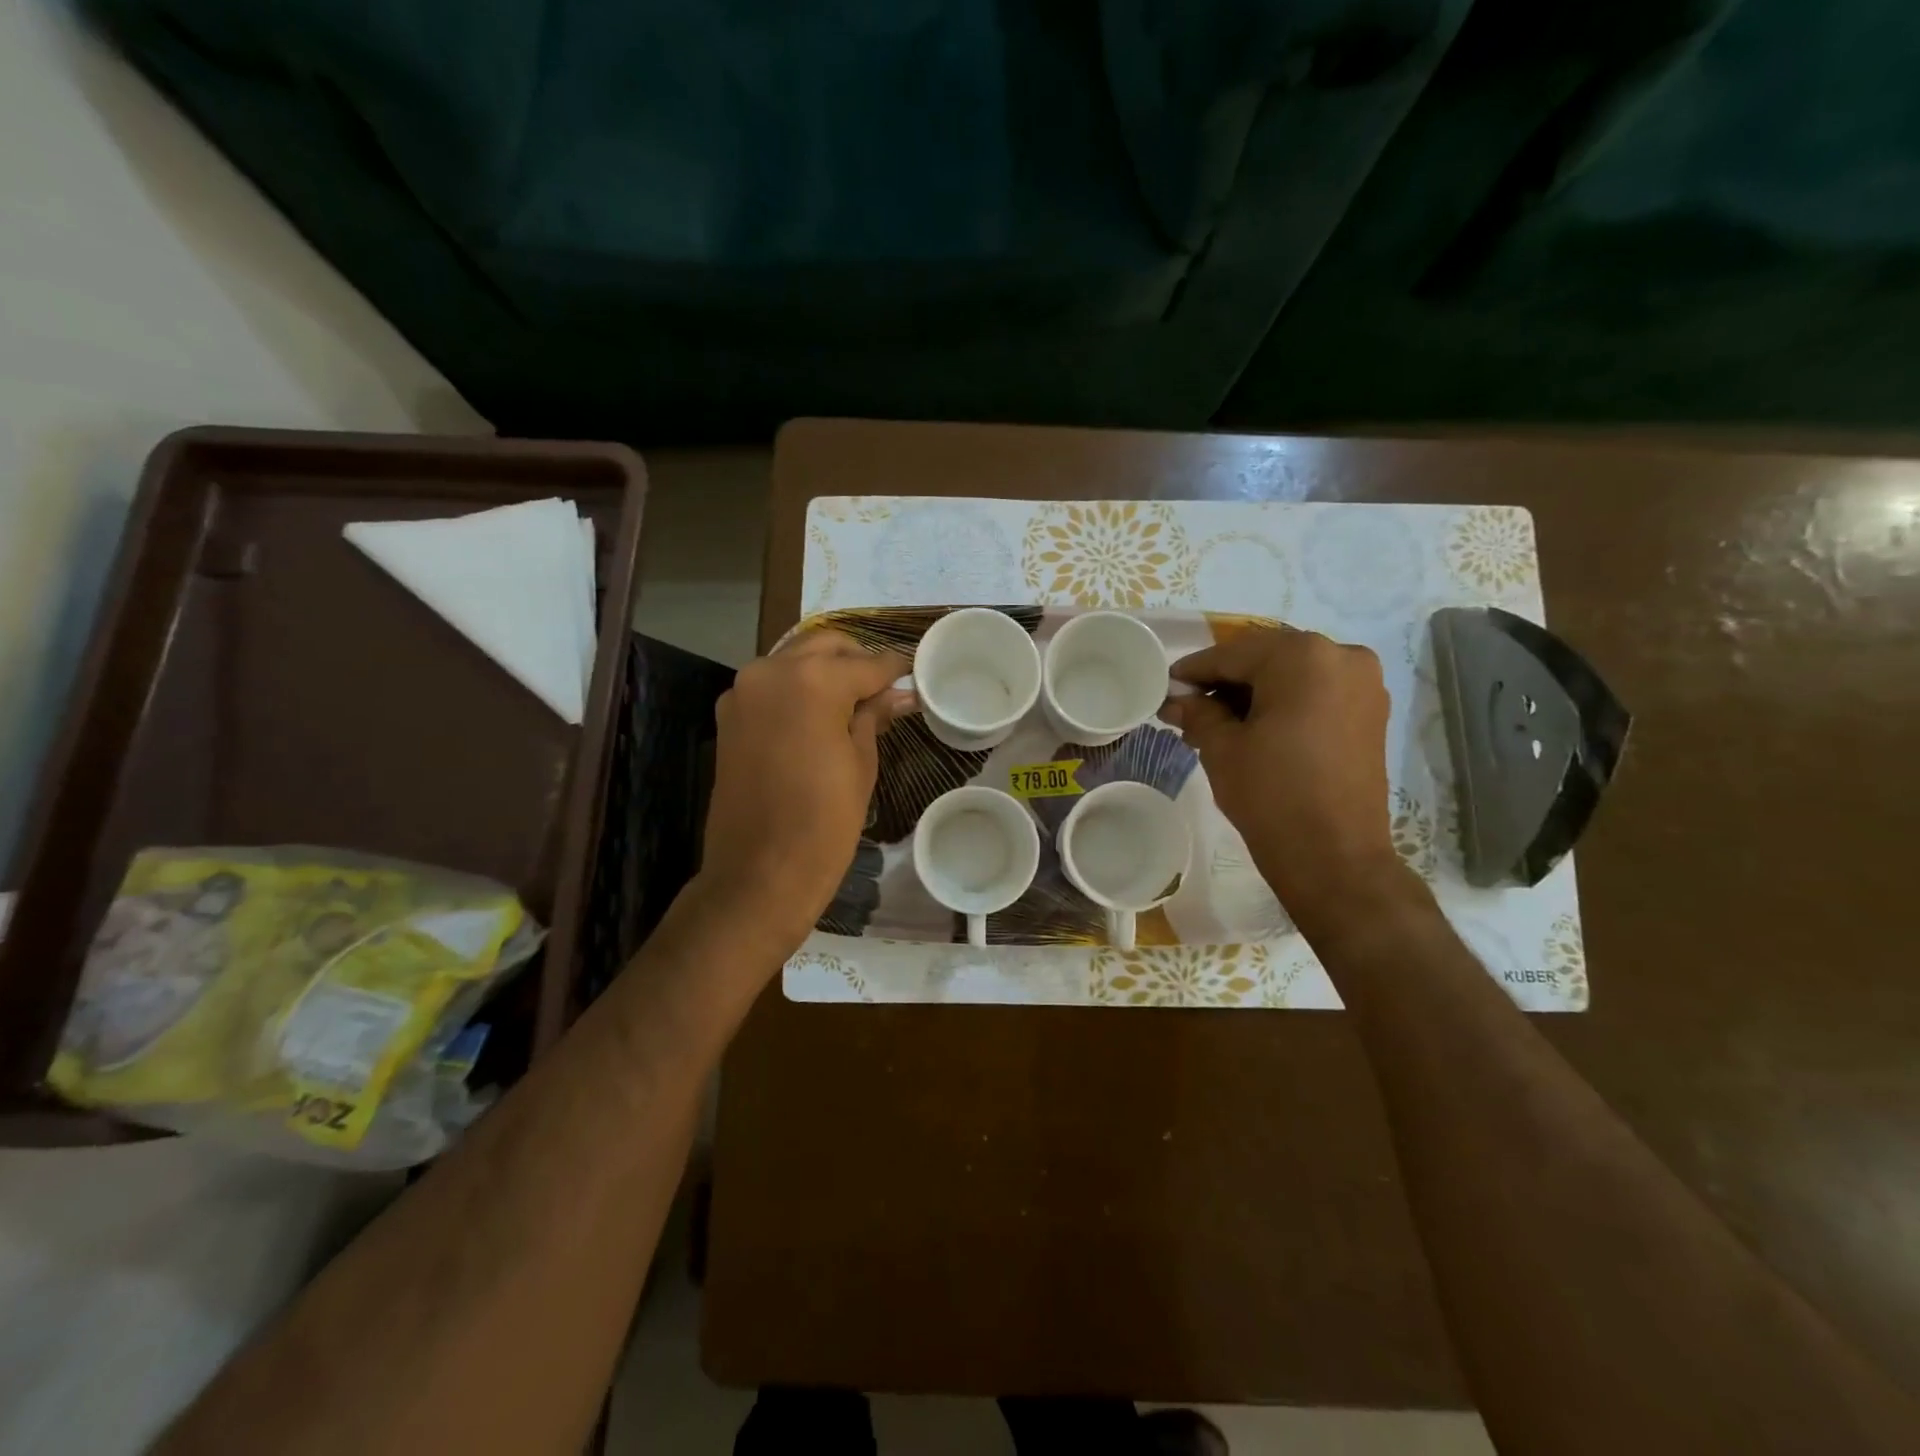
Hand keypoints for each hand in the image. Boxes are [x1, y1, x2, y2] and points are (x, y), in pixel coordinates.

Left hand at [696, 631, 910, 957]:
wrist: (759, 873)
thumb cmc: (824, 823)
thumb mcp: (861, 764)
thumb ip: (873, 716)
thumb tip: (899, 694)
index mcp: (813, 681)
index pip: (867, 663)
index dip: (895, 669)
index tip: (914, 673)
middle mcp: (771, 671)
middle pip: (825, 645)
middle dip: (857, 659)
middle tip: (884, 687)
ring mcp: (744, 691)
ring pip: (794, 658)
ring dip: (825, 669)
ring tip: (854, 701)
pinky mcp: (729, 714)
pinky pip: (772, 684)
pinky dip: (798, 687)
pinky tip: (820, 713)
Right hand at [1161, 627, 1413, 936]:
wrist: (1334, 858)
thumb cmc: (1271, 795)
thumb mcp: (1221, 748)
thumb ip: (1197, 712)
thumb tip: (1177, 701)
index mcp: (1303, 656)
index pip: (1232, 654)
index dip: (1194, 671)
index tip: (1166, 687)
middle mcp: (1342, 656)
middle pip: (1266, 659)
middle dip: (1224, 683)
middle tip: (1189, 710)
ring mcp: (1364, 685)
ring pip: (1292, 675)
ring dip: (1253, 694)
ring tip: (1217, 725)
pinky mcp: (1371, 713)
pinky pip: (1316, 693)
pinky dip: (1283, 704)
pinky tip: (1254, 730)